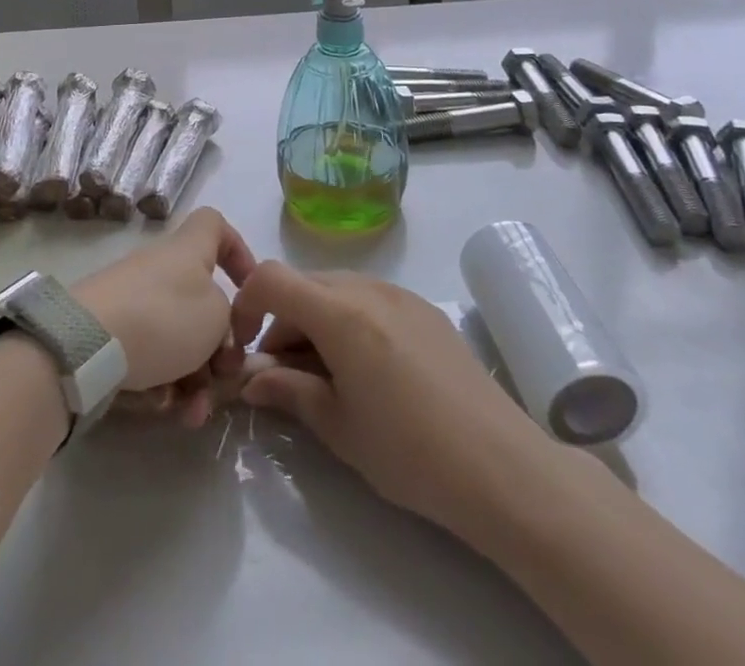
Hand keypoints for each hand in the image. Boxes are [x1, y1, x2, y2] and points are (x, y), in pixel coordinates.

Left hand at [72, 208, 255, 426]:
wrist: (87, 344)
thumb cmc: (164, 317)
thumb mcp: (218, 316)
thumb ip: (229, 319)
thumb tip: (219, 328)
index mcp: (189, 250)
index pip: (216, 226)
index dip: (238, 251)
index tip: (248, 290)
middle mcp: (161, 269)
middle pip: (201, 301)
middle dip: (218, 347)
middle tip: (224, 378)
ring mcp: (134, 301)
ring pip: (178, 340)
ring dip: (194, 379)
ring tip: (193, 413)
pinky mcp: (112, 335)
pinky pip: (150, 357)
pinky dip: (161, 383)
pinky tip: (162, 407)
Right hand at [230, 263, 556, 538]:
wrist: (501, 466)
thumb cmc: (409, 451)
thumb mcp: (338, 427)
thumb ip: (289, 392)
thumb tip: (251, 380)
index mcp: (339, 312)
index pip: (271, 279)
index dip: (246, 305)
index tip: (244, 348)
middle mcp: (367, 288)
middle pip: (303, 283)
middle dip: (281, 320)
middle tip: (283, 374)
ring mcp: (400, 294)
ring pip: (336, 288)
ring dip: (314, 318)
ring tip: (325, 374)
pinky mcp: (424, 308)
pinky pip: (369, 298)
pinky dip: (348, 319)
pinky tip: (366, 368)